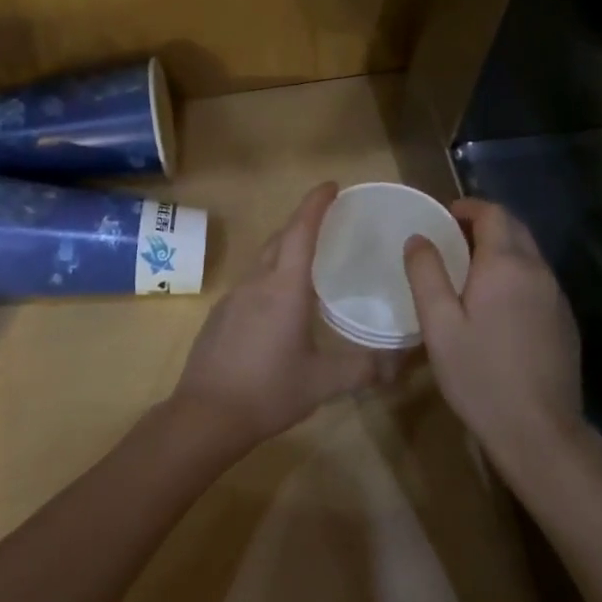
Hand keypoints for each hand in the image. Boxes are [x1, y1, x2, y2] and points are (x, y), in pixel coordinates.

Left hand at [171, 182, 384, 451]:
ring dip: (284, 250)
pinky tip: (280, 303)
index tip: (331, 185)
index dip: (315, 204)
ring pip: (262, 260)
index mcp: (284, 288)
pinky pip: (250, 283)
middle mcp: (256, 283)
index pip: (301, 231)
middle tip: (327, 221)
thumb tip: (395, 365)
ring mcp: (233, 298)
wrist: (205, 415)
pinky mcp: (219, 316)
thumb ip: (361, 369)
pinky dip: (270, 276)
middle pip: (279, 238)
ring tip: (309, 261)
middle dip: (302, 222)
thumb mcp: (322, 382)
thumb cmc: (268, 391)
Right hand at [403, 198, 582, 466]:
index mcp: (506, 265)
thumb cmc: (480, 375)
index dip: (468, 207)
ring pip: (529, 254)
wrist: (539, 430)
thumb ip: (426, 274)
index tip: (445, 216)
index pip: (493, 213)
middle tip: (453, 240)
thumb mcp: (439, 325)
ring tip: (469, 271)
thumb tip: (418, 238)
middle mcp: (538, 271)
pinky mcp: (564, 321)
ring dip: (502, 249)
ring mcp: (556, 296)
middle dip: (485, 224)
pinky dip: (516, 274)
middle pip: (515, 228)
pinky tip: (497, 305)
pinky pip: (538, 280)